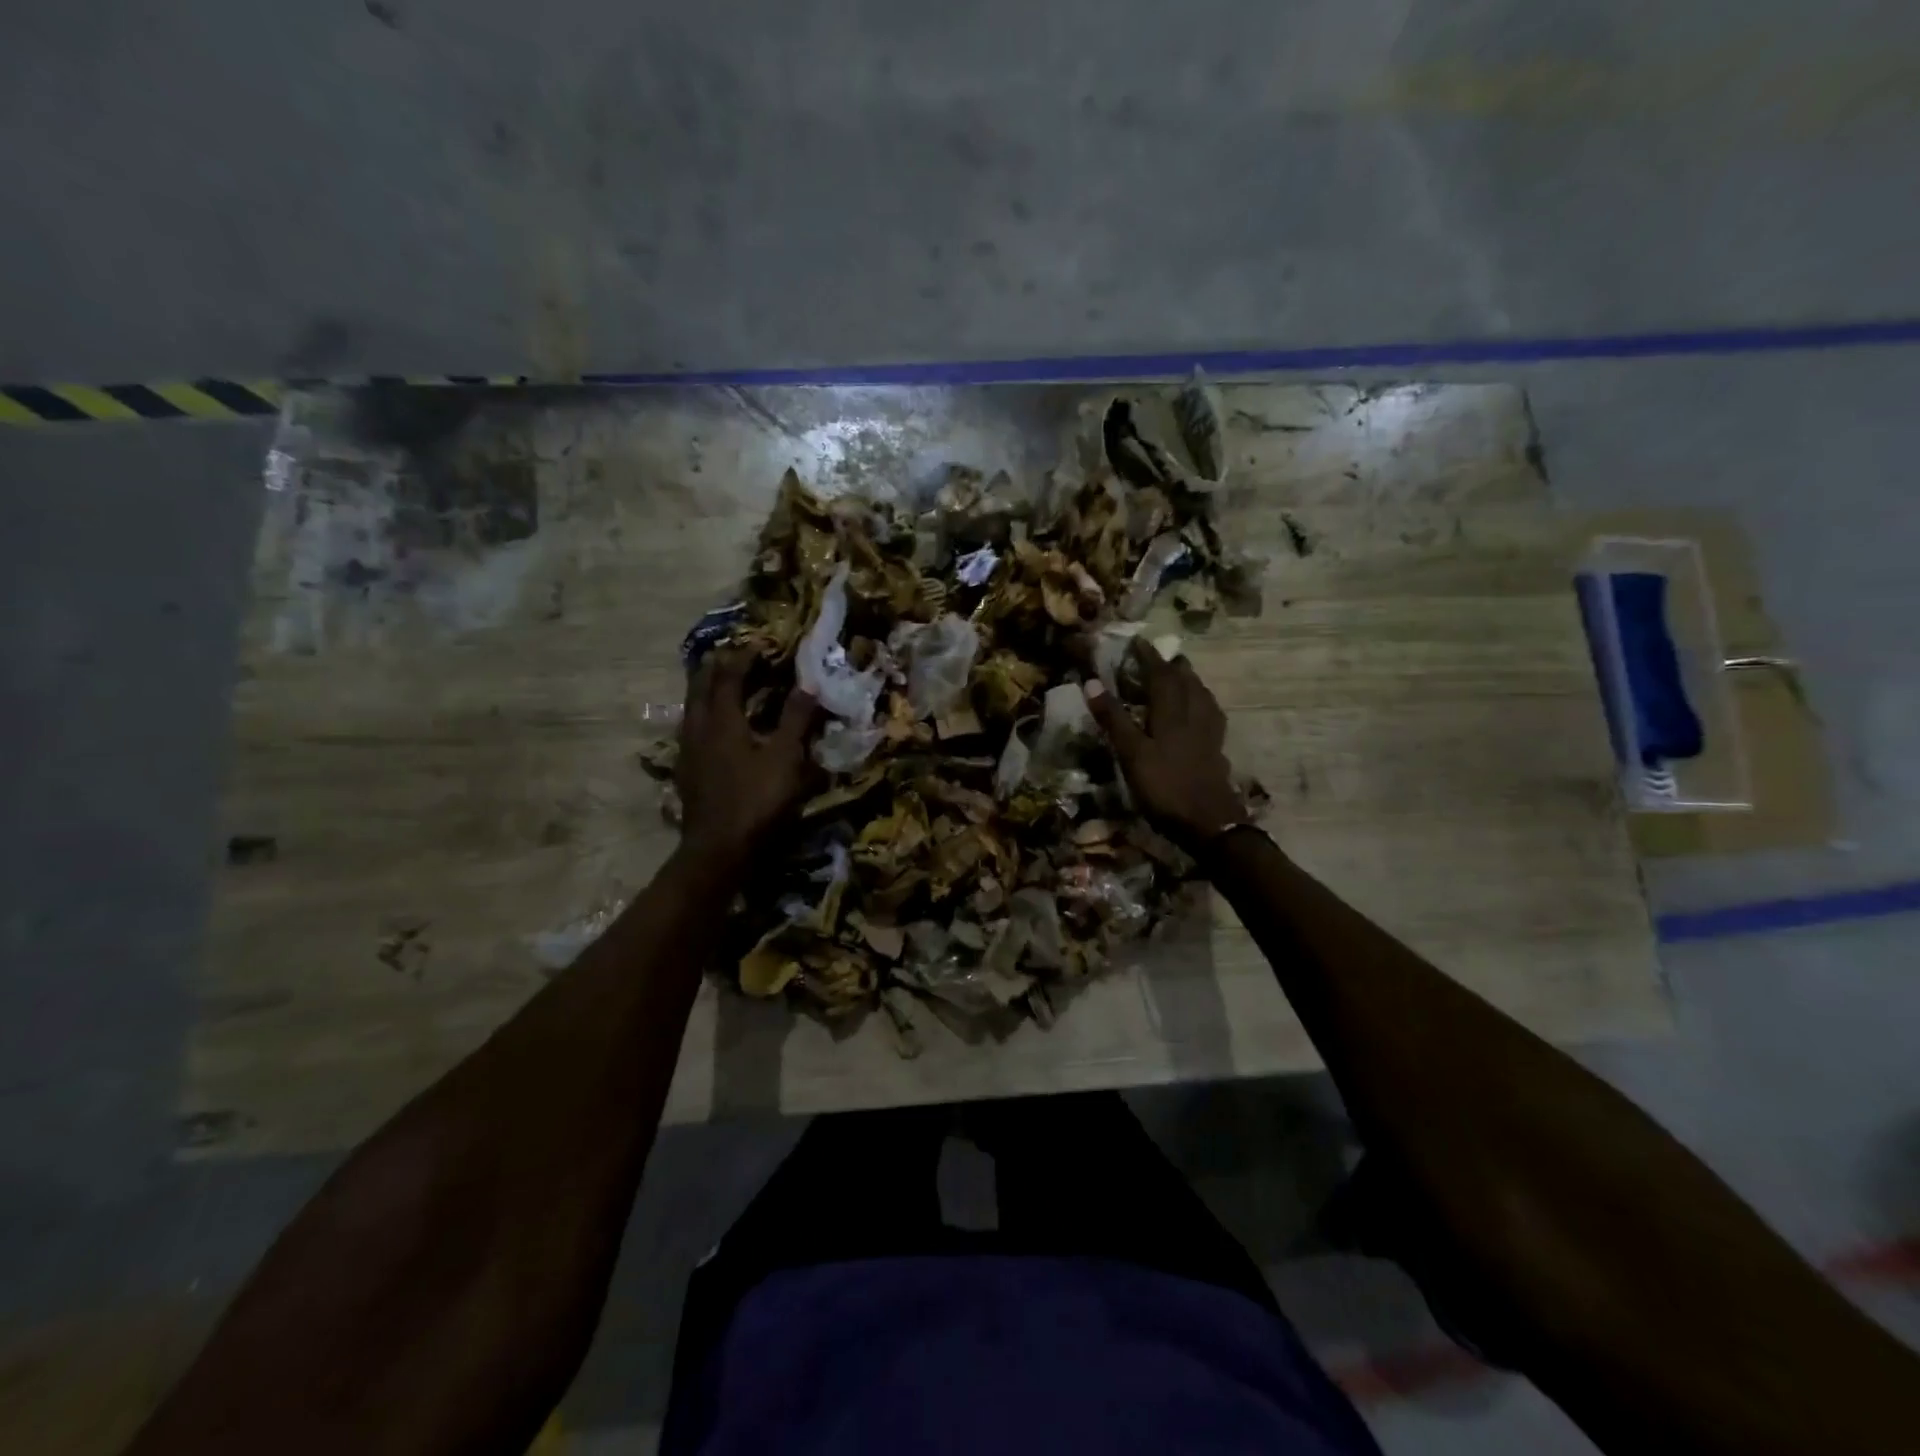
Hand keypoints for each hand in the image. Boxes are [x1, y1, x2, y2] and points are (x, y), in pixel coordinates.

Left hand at [677, 649, 820, 870]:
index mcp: (722, 720)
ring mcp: (687, 751)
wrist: (718, 850)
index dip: (742, 657)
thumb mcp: (786, 758)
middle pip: (699, 686)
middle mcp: (698, 728)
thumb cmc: (757, 800)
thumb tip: (809, 683)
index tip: (758, 645)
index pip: (728, 676)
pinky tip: (712, 729)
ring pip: (691, 708)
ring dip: (704, 690)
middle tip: (730, 656)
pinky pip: (691, 730)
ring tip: (718, 684)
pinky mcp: (686, 772)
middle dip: (714, 667)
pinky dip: (702, 716)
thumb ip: (796, 719)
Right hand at [1083, 638, 1244, 852]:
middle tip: (1160, 656)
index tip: (1137, 641)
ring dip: (1190, 681)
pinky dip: (1202, 703)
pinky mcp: (1216, 751)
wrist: (1210, 824)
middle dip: (1172, 665)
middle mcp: (1194, 716)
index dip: (1148, 657)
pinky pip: (1211, 715)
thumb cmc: (1165, 788)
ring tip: (1182, 675)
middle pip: (1186, 682)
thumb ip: (1113, 719)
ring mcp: (1209, 734)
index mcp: (1172, 713)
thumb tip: (1091, 681)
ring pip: (1202, 696)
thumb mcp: (1131, 754)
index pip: (1160, 675)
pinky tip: (1201, 712)